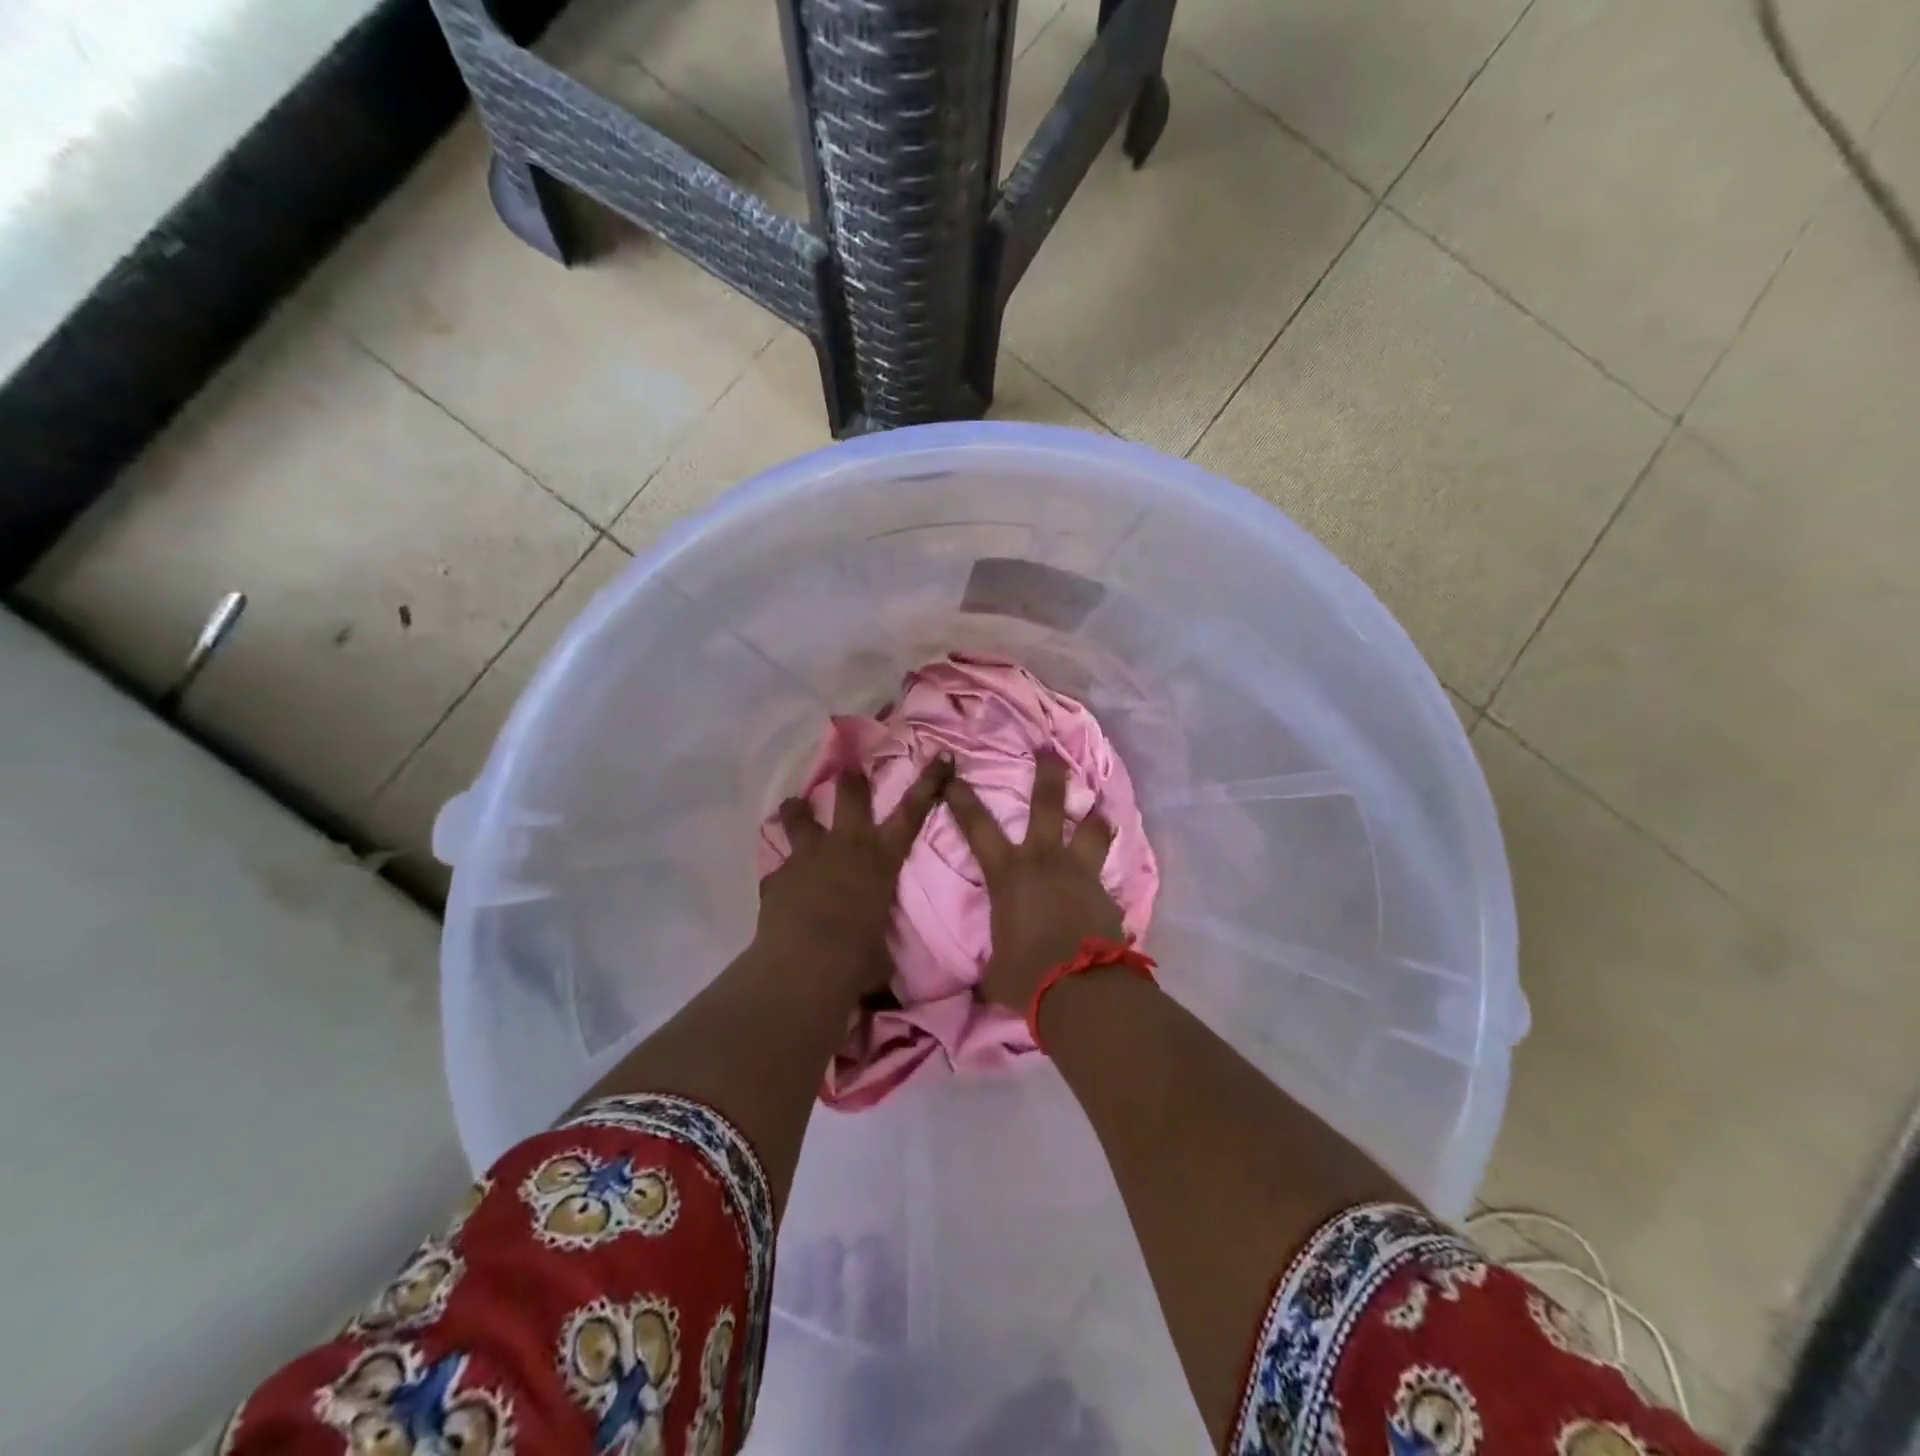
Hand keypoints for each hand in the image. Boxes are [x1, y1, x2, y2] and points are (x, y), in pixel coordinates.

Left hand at [758, 757, 951, 998]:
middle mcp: (846, 845)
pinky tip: (780, 885)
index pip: (913, 812)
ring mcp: (807, 856)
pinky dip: (781, 874)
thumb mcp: (882, 947)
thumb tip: (879, 958)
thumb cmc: (859, 957)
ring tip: (795, 806)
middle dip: (851, 780)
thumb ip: (878, 935)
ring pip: (799, 816)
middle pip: (850, 796)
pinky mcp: (777, 876)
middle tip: (849, 769)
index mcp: (881, 858)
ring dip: (798, 810)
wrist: (805, 965)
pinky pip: (779, 868)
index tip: (941, 756)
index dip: (929, 782)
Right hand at [943, 750, 1124, 1010]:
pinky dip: (1104, 872)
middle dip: (1047, 774)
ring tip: (1098, 806)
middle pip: (1047, 804)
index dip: (962, 799)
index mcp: (1008, 874)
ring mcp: (1080, 873)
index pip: (977, 827)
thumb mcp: (995, 970)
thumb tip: (980, 983)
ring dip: (1093, 816)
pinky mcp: (1106, 893)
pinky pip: (1105, 874)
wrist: (1081, 989)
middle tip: (1048, 748)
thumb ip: (991, 962)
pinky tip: (1108, 881)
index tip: (953, 774)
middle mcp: (1045, 861)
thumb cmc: (1026, 975)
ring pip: (1090, 830)